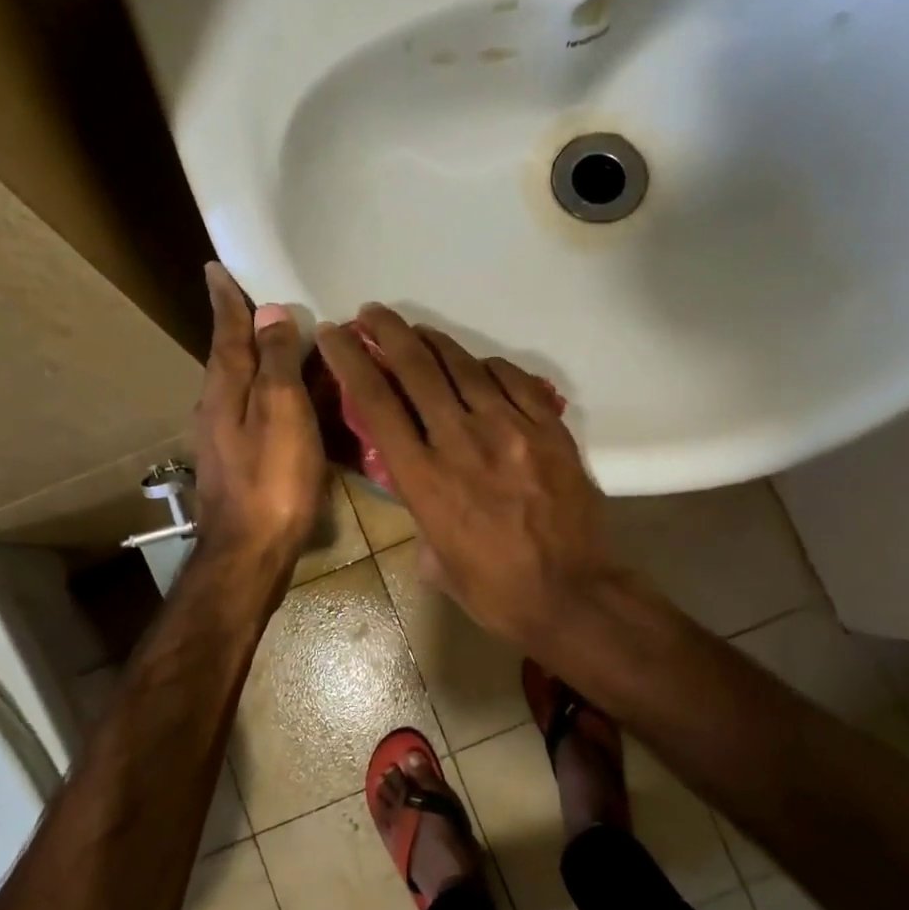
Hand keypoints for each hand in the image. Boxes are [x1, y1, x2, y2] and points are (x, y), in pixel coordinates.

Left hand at [192, 263, 325, 576]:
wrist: (250, 554)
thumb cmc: (271, 480)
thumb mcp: (281, 411)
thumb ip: (275, 362)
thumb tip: (270, 312)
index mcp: (225, 390)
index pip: (227, 331)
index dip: (227, 300)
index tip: (216, 268)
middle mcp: (217, 408)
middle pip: (231, 356)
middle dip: (242, 327)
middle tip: (260, 301)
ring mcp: (227, 439)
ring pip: (244, 386)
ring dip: (260, 360)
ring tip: (284, 344)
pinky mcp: (242, 464)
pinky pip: (259, 413)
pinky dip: (274, 395)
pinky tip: (294, 401)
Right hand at [315, 305, 622, 650]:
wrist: (572, 595)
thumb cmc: (495, 590)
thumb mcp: (435, 561)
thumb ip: (420, 515)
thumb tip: (420, 490)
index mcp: (424, 478)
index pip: (375, 402)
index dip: (350, 360)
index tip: (335, 335)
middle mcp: (461, 440)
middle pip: (416, 368)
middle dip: (387, 332)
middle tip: (371, 314)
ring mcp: (509, 428)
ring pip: (463, 366)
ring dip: (434, 341)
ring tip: (417, 330)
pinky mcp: (548, 428)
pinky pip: (512, 380)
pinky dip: (488, 366)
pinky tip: (478, 365)